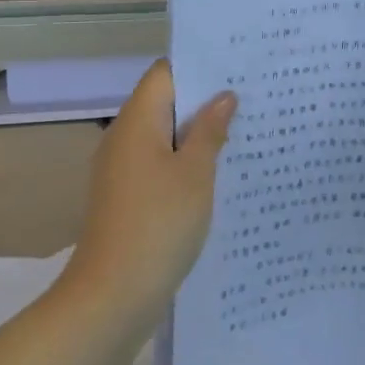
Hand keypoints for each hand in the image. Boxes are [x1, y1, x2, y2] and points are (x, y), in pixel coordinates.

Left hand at [68, 61, 235, 319]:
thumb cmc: (159, 225)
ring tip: (244, 132)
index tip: (238, 69)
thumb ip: (210, 131)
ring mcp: (123, 170)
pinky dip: (187, 162)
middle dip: (206, 100)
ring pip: (165, 136)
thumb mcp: (196, 174)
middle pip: (166, 102)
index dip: (200, 66)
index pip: (166, 73)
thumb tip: (223, 97)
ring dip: (199, 134)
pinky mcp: (127, 197)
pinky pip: (160, 164)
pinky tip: (219, 173)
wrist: (112, 298)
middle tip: (252, 99)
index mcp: (138, 122)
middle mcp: (124, 138)